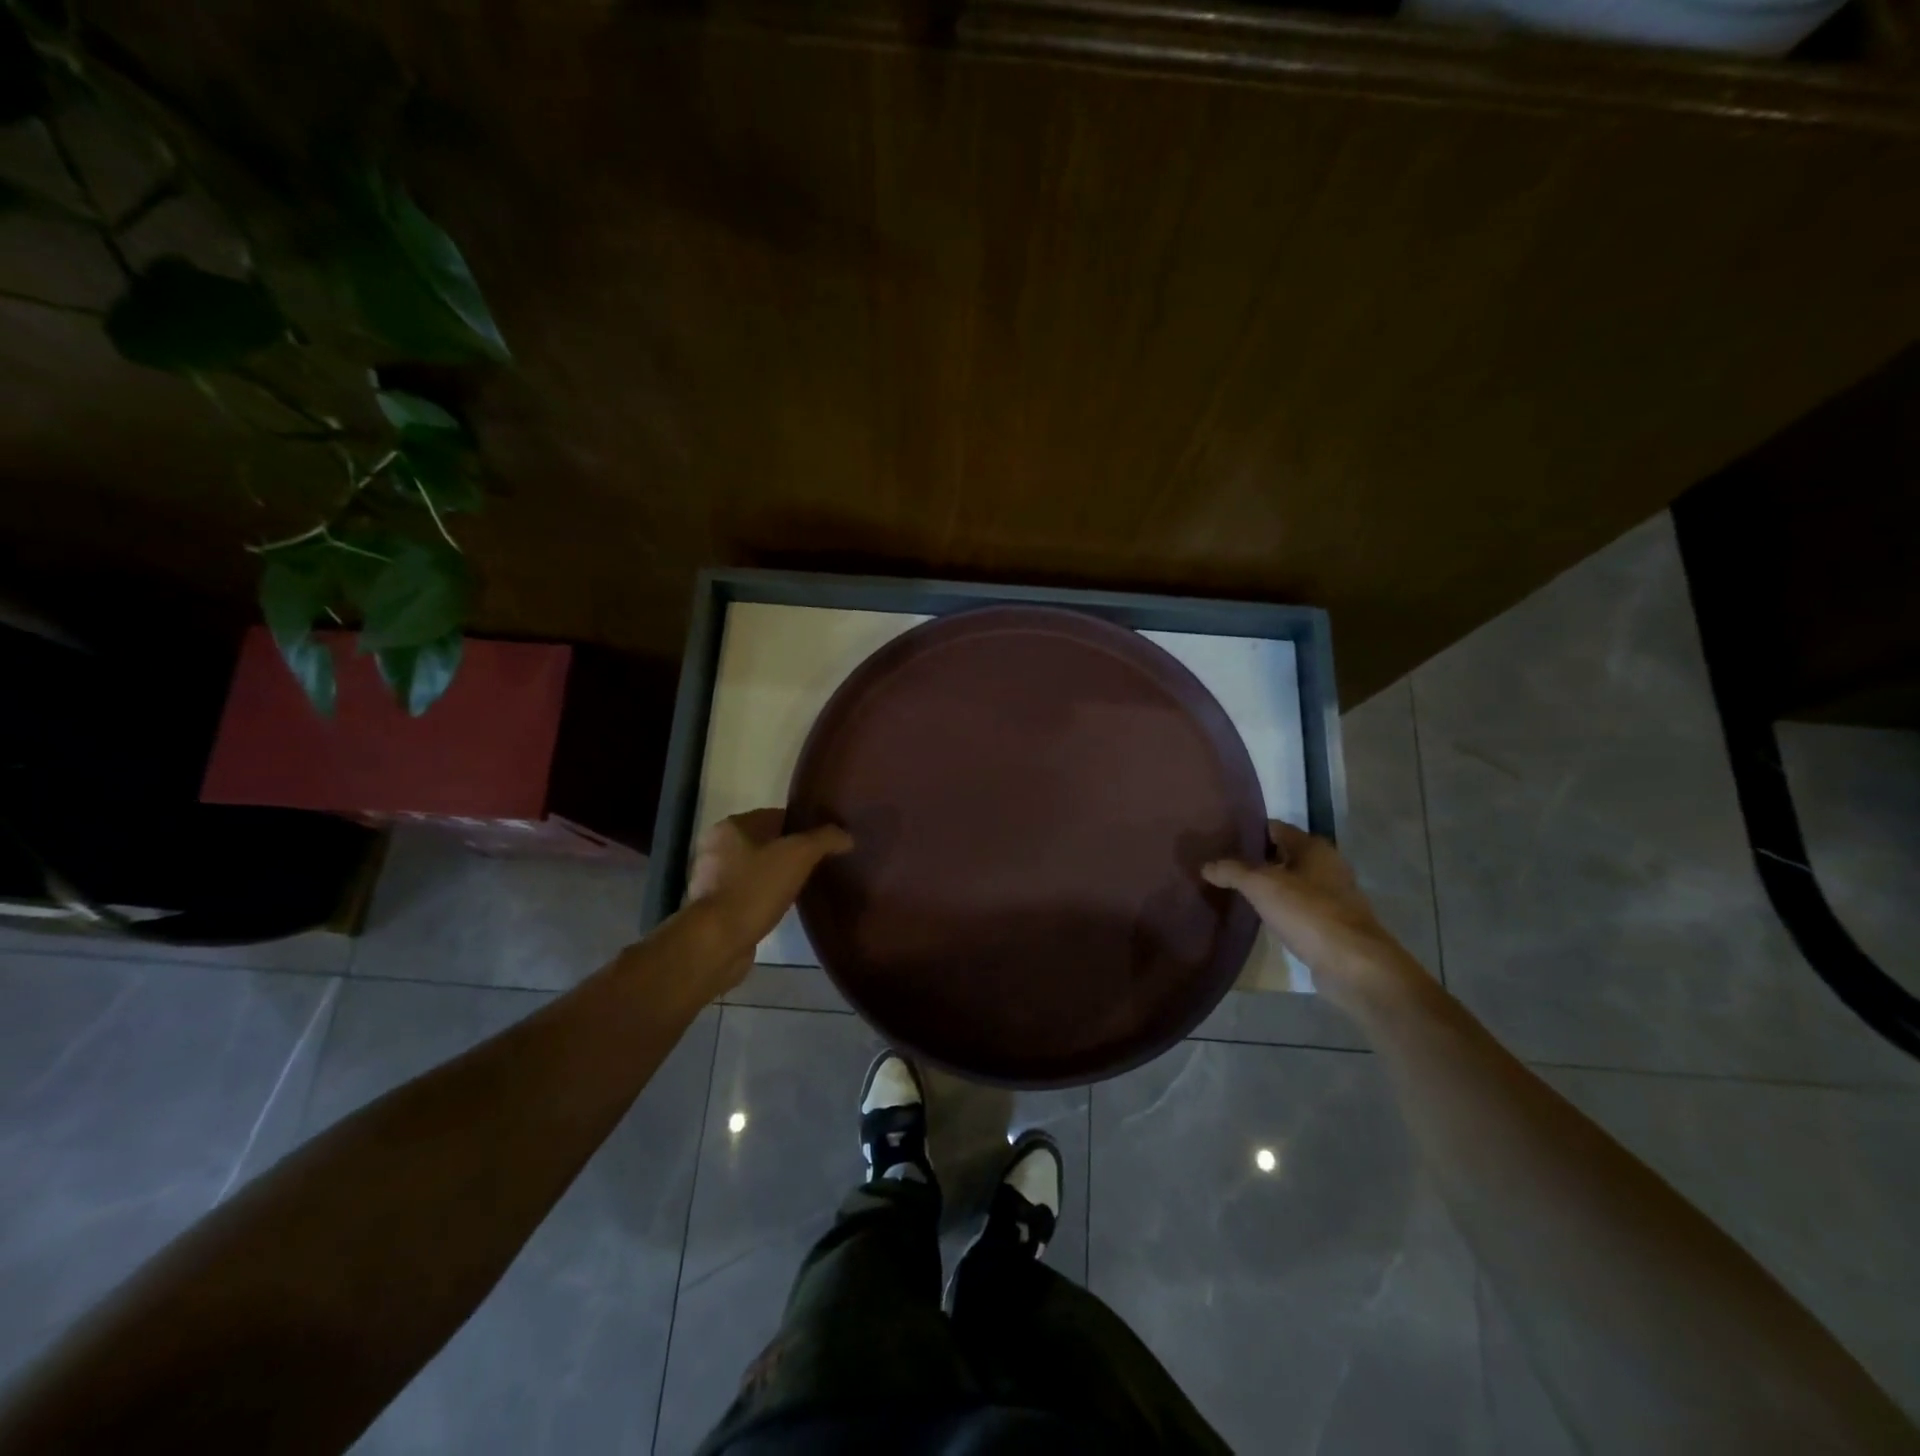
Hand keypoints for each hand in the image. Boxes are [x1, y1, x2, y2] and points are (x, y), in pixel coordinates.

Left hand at [683, 809, 852, 991]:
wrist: (717, 942)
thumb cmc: (754, 888)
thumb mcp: (798, 855)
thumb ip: (825, 839)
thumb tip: (846, 836)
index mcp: (731, 826)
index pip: (775, 816)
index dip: (803, 826)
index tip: (825, 840)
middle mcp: (716, 848)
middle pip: (764, 842)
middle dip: (790, 852)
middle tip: (819, 863)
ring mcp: (711, 880)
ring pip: (755, 869)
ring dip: (776, 876)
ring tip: (804, 885)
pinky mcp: (713, 909)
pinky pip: (747, 894)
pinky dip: (764, 897)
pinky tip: (782, 907)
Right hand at [1203, 820, 1413, 1010]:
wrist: (1353, 964)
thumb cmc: (1308, 913)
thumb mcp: (1262, 886)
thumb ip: (1232, 871)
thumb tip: (1206, 866)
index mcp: (1313, 847)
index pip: (1274, 827)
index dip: (1247, 831)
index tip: (1219, 839)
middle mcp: (1326, 865)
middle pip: (1282, 854)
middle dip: (1254, 859)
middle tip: (1221, 865)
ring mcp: (1332, 895)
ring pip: (1290, 881)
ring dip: (1267, 885)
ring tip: (1234, 890)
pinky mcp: (1331, 922)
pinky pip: (1298, 905)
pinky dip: (1279, 906)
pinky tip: (1259, 915)